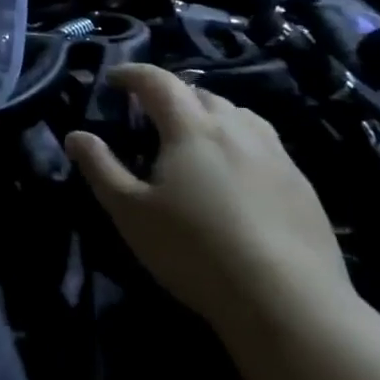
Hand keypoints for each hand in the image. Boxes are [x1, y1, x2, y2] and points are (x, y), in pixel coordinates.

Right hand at [63, 64, 353, 336]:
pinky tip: (236, 174)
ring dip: (210, 114)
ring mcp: (276, 156)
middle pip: (199, 93)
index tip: (112, 79)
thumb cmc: (196, 251)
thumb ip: (101, 168)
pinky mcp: (303, 186)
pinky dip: (240, 142)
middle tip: (150, 114)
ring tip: (194, 138)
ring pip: (239, 115)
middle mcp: (236, 129)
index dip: (131, 74)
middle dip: (171, 94)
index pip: (157, 81)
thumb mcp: (131, 212)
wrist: (291, 305)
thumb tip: (76, 135)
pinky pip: (265, 145)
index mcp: (191, 128)